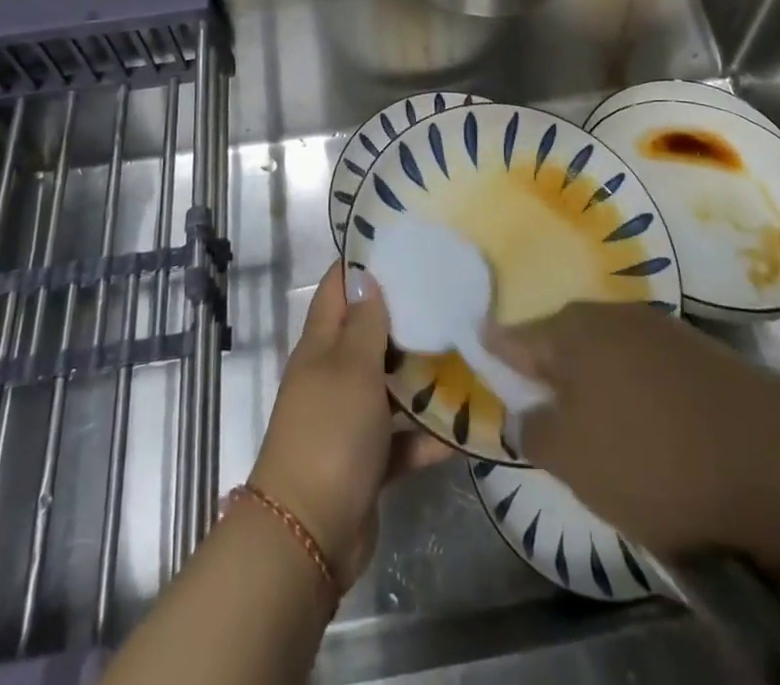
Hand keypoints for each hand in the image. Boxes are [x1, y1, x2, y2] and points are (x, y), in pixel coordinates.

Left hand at [248, 264, 451, 587]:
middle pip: (370, 334)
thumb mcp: (350, 367)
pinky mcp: (368, 459)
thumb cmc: (329, 433)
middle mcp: (333, 375)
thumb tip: (367, 278)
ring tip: (471, 352)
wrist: (309, 534)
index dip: (365, 263)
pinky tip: (469, 425)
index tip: (406, 244)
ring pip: (391, 385)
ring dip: (423, 375)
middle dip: (407, 317)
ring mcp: (350, 419)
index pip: (339, 287)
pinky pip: (403, 437)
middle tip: (454, 296)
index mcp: (321, 345)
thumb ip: (364, 324)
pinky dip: (429, 434)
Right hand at [487, 303, 779, 574]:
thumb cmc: (655, 458)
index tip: (474, 358)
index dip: (491, 352)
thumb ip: (533, 429)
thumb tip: (523, 411)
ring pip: (600, 351)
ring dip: (587, 380)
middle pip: (558, 340)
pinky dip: (625, 387)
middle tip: (534, 407)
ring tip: (585, 420)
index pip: (511, 337)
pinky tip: (635, 419)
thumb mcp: (574, 459)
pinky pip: (637, 364)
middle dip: (543, 370)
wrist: (776, 460)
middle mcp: (607, 314)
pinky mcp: (693, 350)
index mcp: (570, 331)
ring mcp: (654, 326)